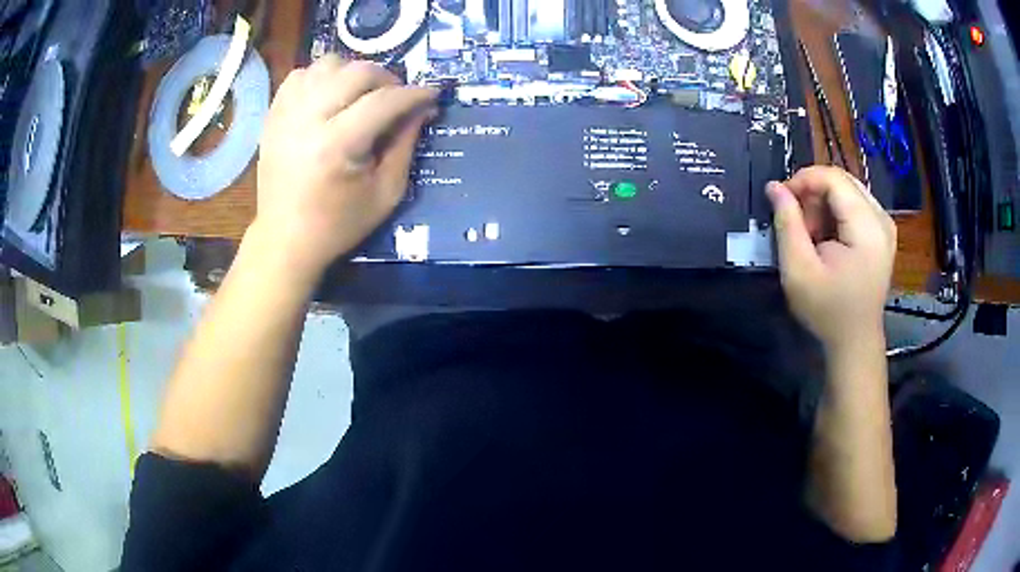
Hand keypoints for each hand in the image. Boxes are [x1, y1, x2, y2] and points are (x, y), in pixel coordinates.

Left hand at [253, 55, 437, 276]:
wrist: (285, 240)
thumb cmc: (338, 224)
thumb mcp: (386, 193)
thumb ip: (406, 145)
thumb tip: (422, 109)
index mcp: (337, 145)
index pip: (384, 101)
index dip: (415, 94)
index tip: (432, 95)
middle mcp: (308, 120)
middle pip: (356, 72)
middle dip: (386, 78)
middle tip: (395, 98)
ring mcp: (286, 114)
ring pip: (327, 64)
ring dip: (352, 73)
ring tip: (360, 95)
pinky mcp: (273, 116)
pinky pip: (300, 75)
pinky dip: (321, 78)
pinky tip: (329, 96)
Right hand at [766, 166, 896, 350]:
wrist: (855, 342)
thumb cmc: (827, 311)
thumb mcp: (798, 270)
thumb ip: (787, 223)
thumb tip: (774, 186)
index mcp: (867, 227)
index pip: (833, 178)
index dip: (803, 180)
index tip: (781, 200)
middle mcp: (881, 218)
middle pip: (841, 180)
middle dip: (813, 193)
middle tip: (798, 224)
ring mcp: (885, 225)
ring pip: (847, 190)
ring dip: (823, 204)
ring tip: (812, 235)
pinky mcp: (883, 233)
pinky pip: (855, 204)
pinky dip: (835, 213)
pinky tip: (827, 238)